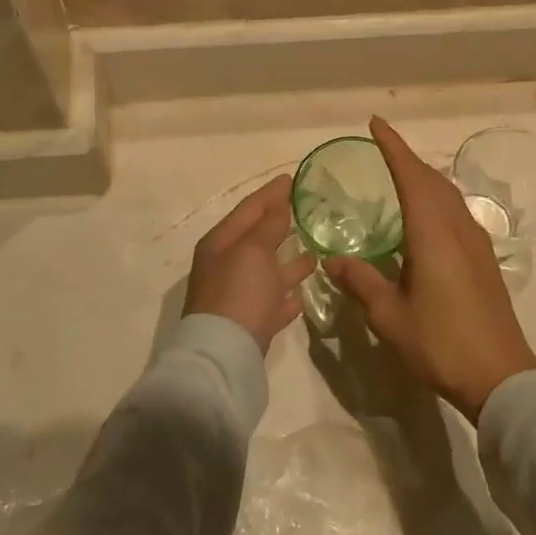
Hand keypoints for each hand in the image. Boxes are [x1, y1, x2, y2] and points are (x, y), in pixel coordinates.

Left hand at [184, 175, 317, 354]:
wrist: (225, 356)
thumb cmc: (239, 292)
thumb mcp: (254, 250)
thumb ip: (268, 225)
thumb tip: (278, 203)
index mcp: (220, 244)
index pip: (248, 209)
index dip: (270, 193)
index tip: (292, 178)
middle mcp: (225, 267)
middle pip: (256, 239)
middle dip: (279, 223)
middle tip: (305, 209)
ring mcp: (238, 297)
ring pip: (267, 272)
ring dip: (288, 260)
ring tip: (315, 249)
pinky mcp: (251, 324)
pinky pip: (272, 302)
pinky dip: (287, 295)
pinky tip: (304, 292)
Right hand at [326, 118, 535, 421]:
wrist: (500, 375)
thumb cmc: (440, 343)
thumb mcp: (389, 316)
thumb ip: (361, 282)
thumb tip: (333, 260)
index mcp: (433, 234)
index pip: (411, 176)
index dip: (393, 147)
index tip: (376, 123)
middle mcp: (458, 228)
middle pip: (433, 180)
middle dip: (407, 159)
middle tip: (382, 149)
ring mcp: (476, 243)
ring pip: (449, 195)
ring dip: (424, 178)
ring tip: (400, 176)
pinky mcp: (484, 260)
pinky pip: (457, 213)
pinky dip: (436, 200)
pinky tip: (425, 218)